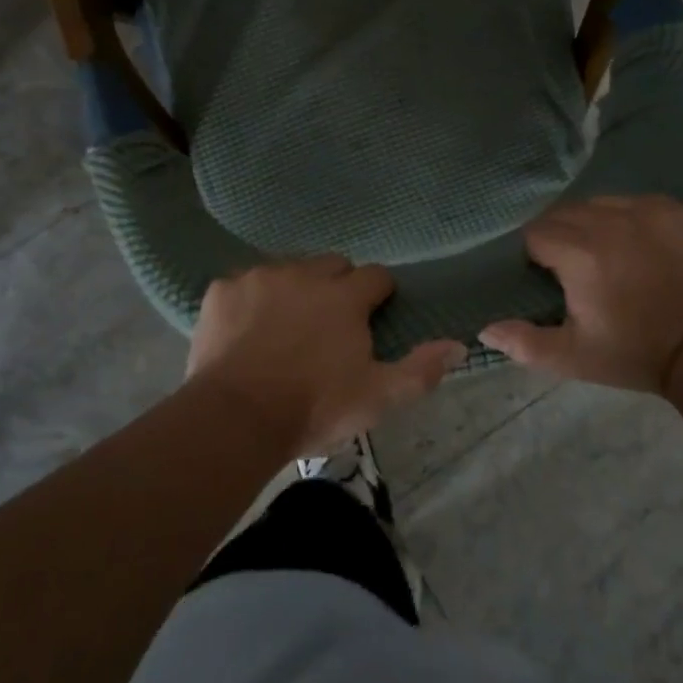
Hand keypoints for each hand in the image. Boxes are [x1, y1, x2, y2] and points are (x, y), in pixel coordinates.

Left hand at [187, 256, 465, 458]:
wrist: (235, 417)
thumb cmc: (313, 408)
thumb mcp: (376, 398)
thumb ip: (420, 370)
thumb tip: (459, 344)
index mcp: (345, 296)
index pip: (376, 276)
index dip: (377, 295)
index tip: (371, 317)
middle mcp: (305, 274)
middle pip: (332, 265)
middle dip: (337, 286)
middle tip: (328, 325)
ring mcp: (260, 276)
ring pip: (288, 270)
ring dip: (294, 290)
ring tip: (284, 329)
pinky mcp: (223, 288)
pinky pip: (244, 283)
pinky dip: (250, 300)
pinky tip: (245, 331)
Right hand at [480, 196, 682, 394]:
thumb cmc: (635, 352)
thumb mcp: (573, 357)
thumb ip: (524, 342)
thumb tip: (484, 329)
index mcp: (580, 252)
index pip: (537, 233)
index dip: (540, 256)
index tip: (555, 279)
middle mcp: (612, 220)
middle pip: (567, 213)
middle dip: (565, 236)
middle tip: (580, 269)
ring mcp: (652, 209)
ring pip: (604, 203)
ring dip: (599, 224)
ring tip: (614, 256)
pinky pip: (643, 204)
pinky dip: (637, 221)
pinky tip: (648, 250)